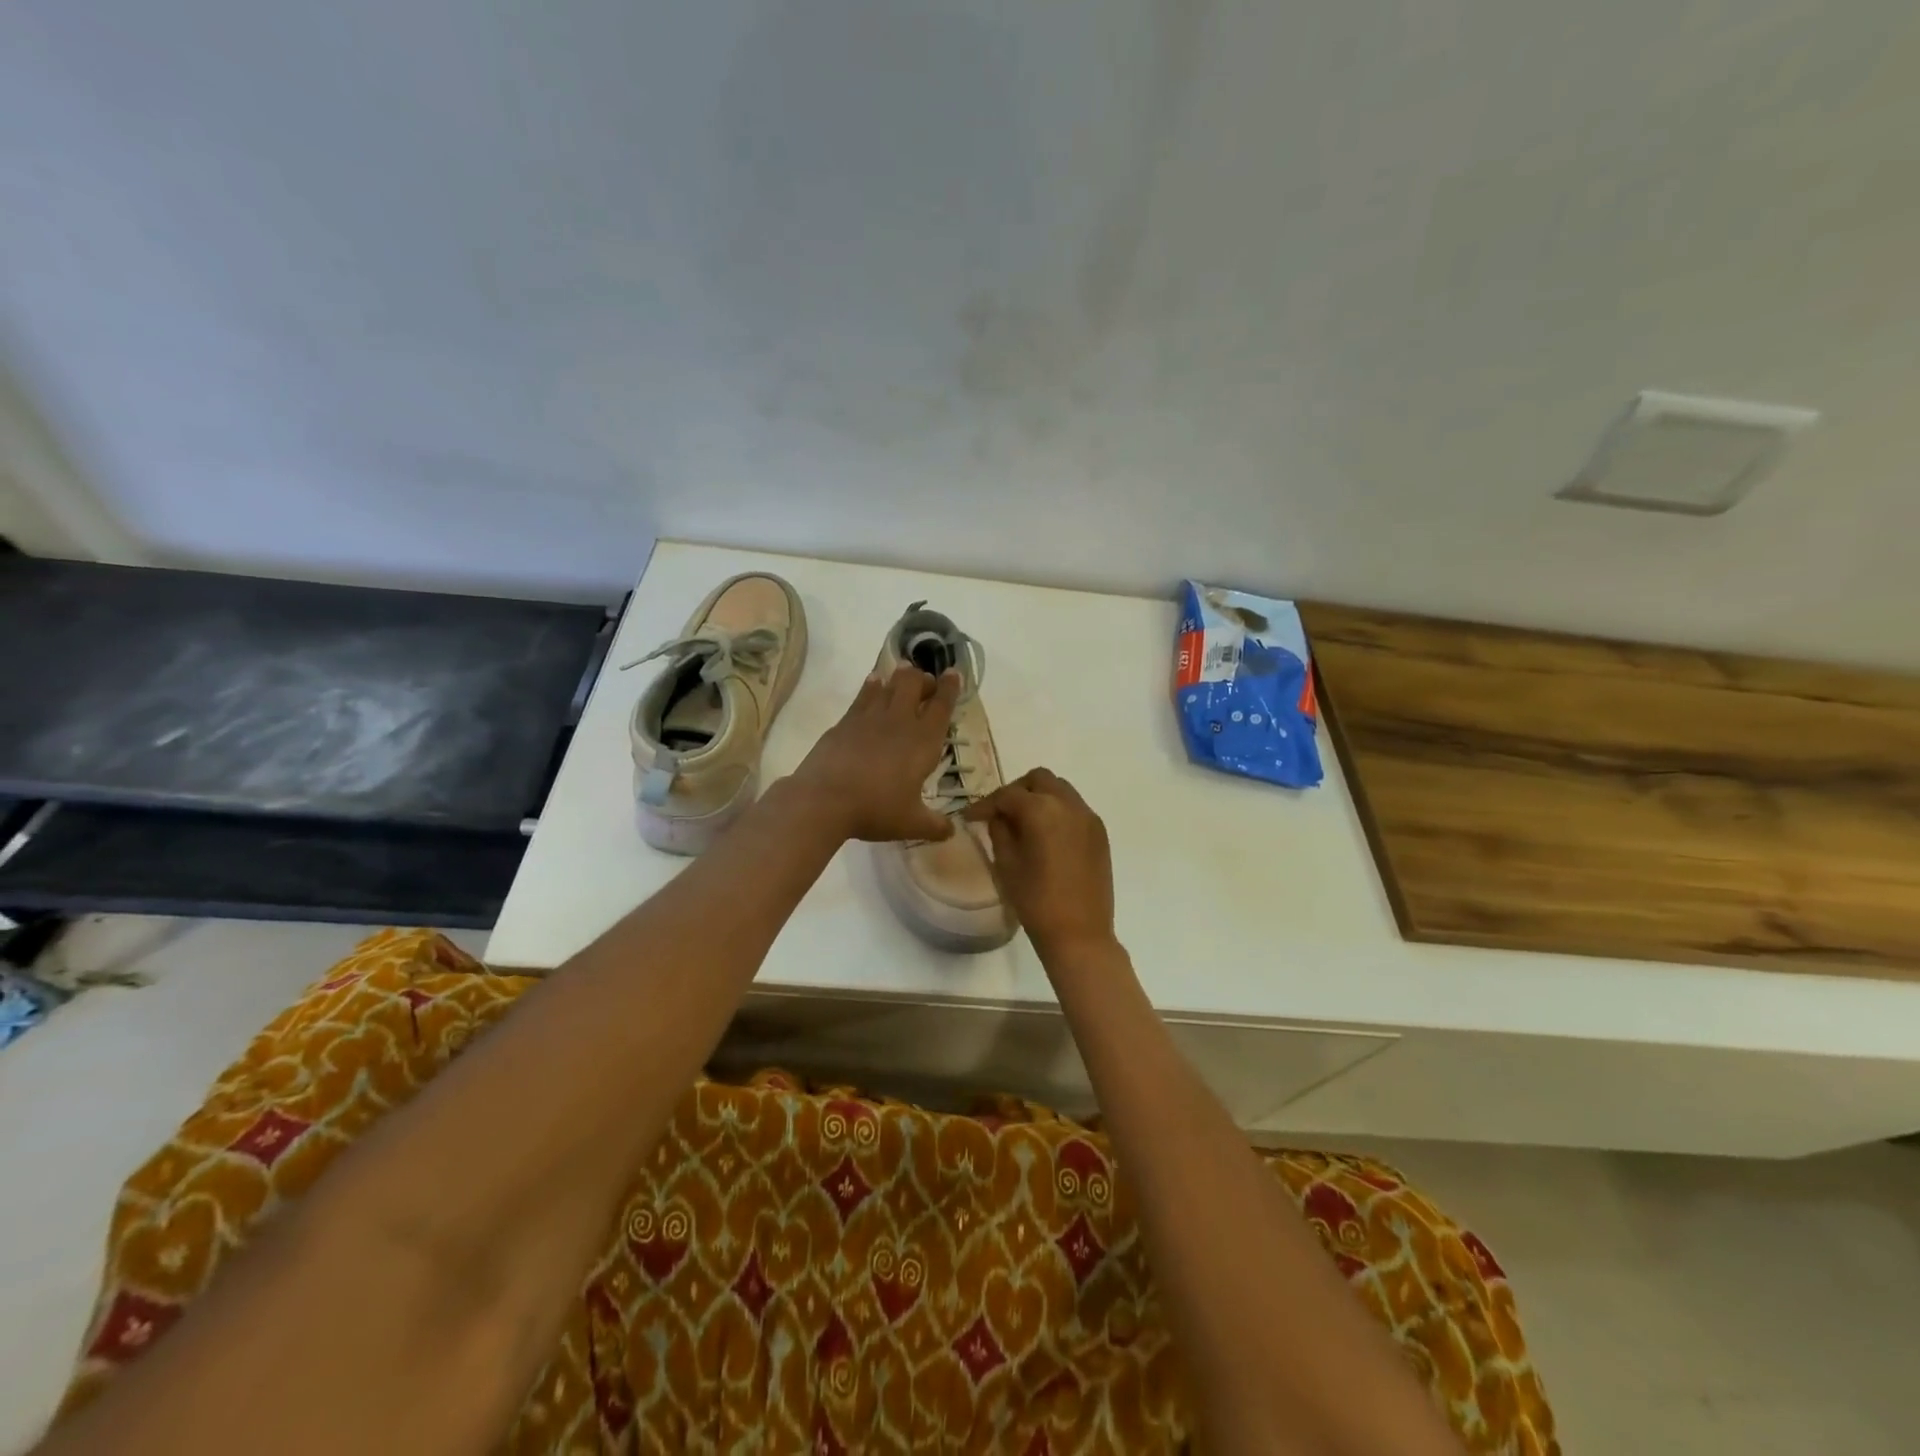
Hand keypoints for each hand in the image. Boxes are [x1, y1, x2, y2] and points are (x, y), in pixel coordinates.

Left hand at [791, 665, 960, 842]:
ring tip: (904, 675)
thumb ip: (934, 825)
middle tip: (926, 684)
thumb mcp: (911, 824)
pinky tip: (874, 683)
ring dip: (899, 678)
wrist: (825, 799)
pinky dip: (872, 686)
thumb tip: (951, 831)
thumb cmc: (875, 809)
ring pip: (889, 684)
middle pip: (914, 684)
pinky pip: (863, 695)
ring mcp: (870, 717)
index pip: (941, 706)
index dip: (950, 688)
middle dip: (923, 679)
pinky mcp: (845, 721)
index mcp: (923, 741)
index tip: (954, 673)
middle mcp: (899, 721)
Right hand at [964, 768, 1115, 959]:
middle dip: (1017, 791)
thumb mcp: (1007, 864)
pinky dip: (1057, 811)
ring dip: (1039, 798)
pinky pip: (1075, 808)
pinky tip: (1047, 835)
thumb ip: (1000, 831)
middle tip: (1001, 813)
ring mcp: (1088, 817)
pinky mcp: (1100, 833)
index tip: (970, 817)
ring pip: (1060, 789)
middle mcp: (1069, 804)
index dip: (985, 804)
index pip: (1007, 795)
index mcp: (1042, 810)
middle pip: (1038, 779)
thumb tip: (998, 817)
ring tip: (1024, 822)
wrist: (1080, 933)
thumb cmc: (1036, 901)